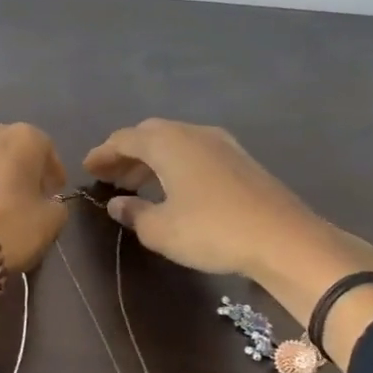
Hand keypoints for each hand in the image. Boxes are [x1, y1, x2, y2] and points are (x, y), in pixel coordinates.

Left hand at [0, 117, 68, 334]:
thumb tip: (47, 201)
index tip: (51, 191)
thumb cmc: (10, 231)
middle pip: (6, 138)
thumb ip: (55, 204)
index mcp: (23, 140)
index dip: (51, 169)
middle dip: (15, 159)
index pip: (45, 146)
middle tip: (19, 189)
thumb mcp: (51, 223)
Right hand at [83, 119, 372, 297]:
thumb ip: (133, 213)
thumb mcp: (160, 230)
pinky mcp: (240, 160)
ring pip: (175, 143)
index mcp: (167, 143)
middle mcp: (192, 133)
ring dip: (151, 160)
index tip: (87, 168)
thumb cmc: (212, 231)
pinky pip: (195, 152)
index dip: (103, 153)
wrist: (285, 239)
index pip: (124, 139)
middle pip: (149, 135)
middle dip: (126, 154)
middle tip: (110, 176)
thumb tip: (118, 204)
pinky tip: (173, 188)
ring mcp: (221, 144)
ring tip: (136, 185)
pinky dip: (175, 164)